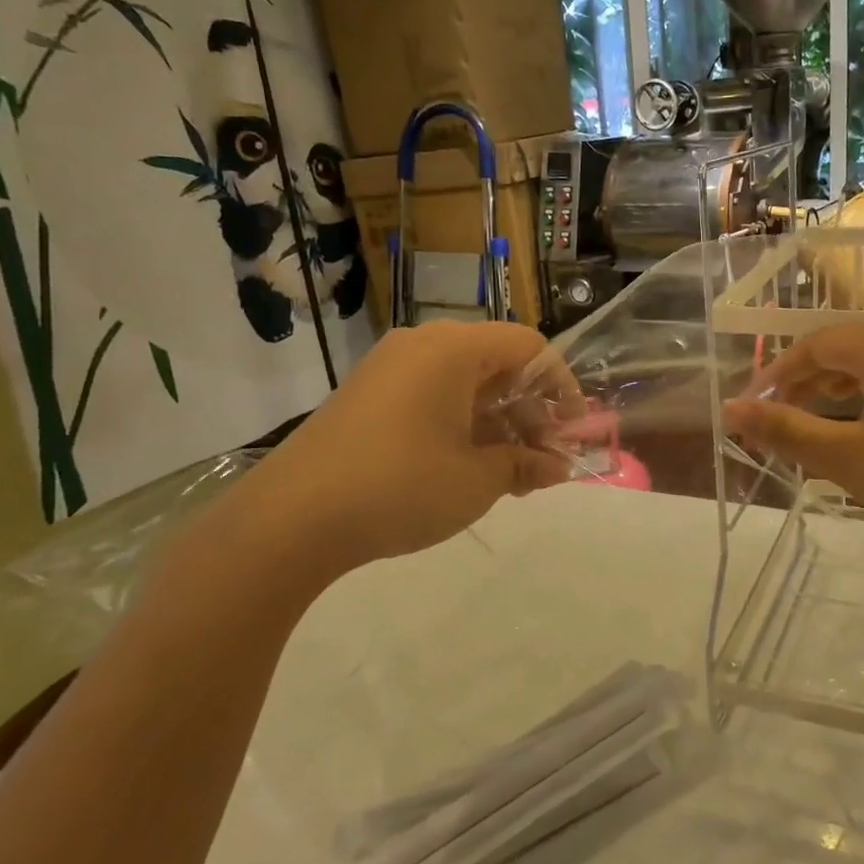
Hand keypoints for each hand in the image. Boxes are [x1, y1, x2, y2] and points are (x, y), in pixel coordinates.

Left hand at [211, 323, 574, 591]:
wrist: (291, 518)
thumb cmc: (401, 486)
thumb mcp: (477, 480)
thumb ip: (525, 465)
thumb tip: (558, 467)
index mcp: (454, 349)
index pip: (529, 347)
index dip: (561, 386)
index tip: (571, 430)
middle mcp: (422, 345)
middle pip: (497, 364)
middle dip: (529, 412)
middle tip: (542, 461)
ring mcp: (389, 368)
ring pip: (464, 384)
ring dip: (497, 423)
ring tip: (510, 475)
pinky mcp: (367, 395)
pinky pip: (431, 396)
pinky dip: (460, 425)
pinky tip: (466, 469)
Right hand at [723, 324, 863, 558]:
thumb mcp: (847, 459)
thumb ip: (786, 430)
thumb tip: (730, 410)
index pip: (815, 344)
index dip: (778, 373)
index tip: (755, 408)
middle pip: (847, 346)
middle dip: (808, 379)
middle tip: (782, 418)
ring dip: (841, 386)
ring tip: (819, 422)